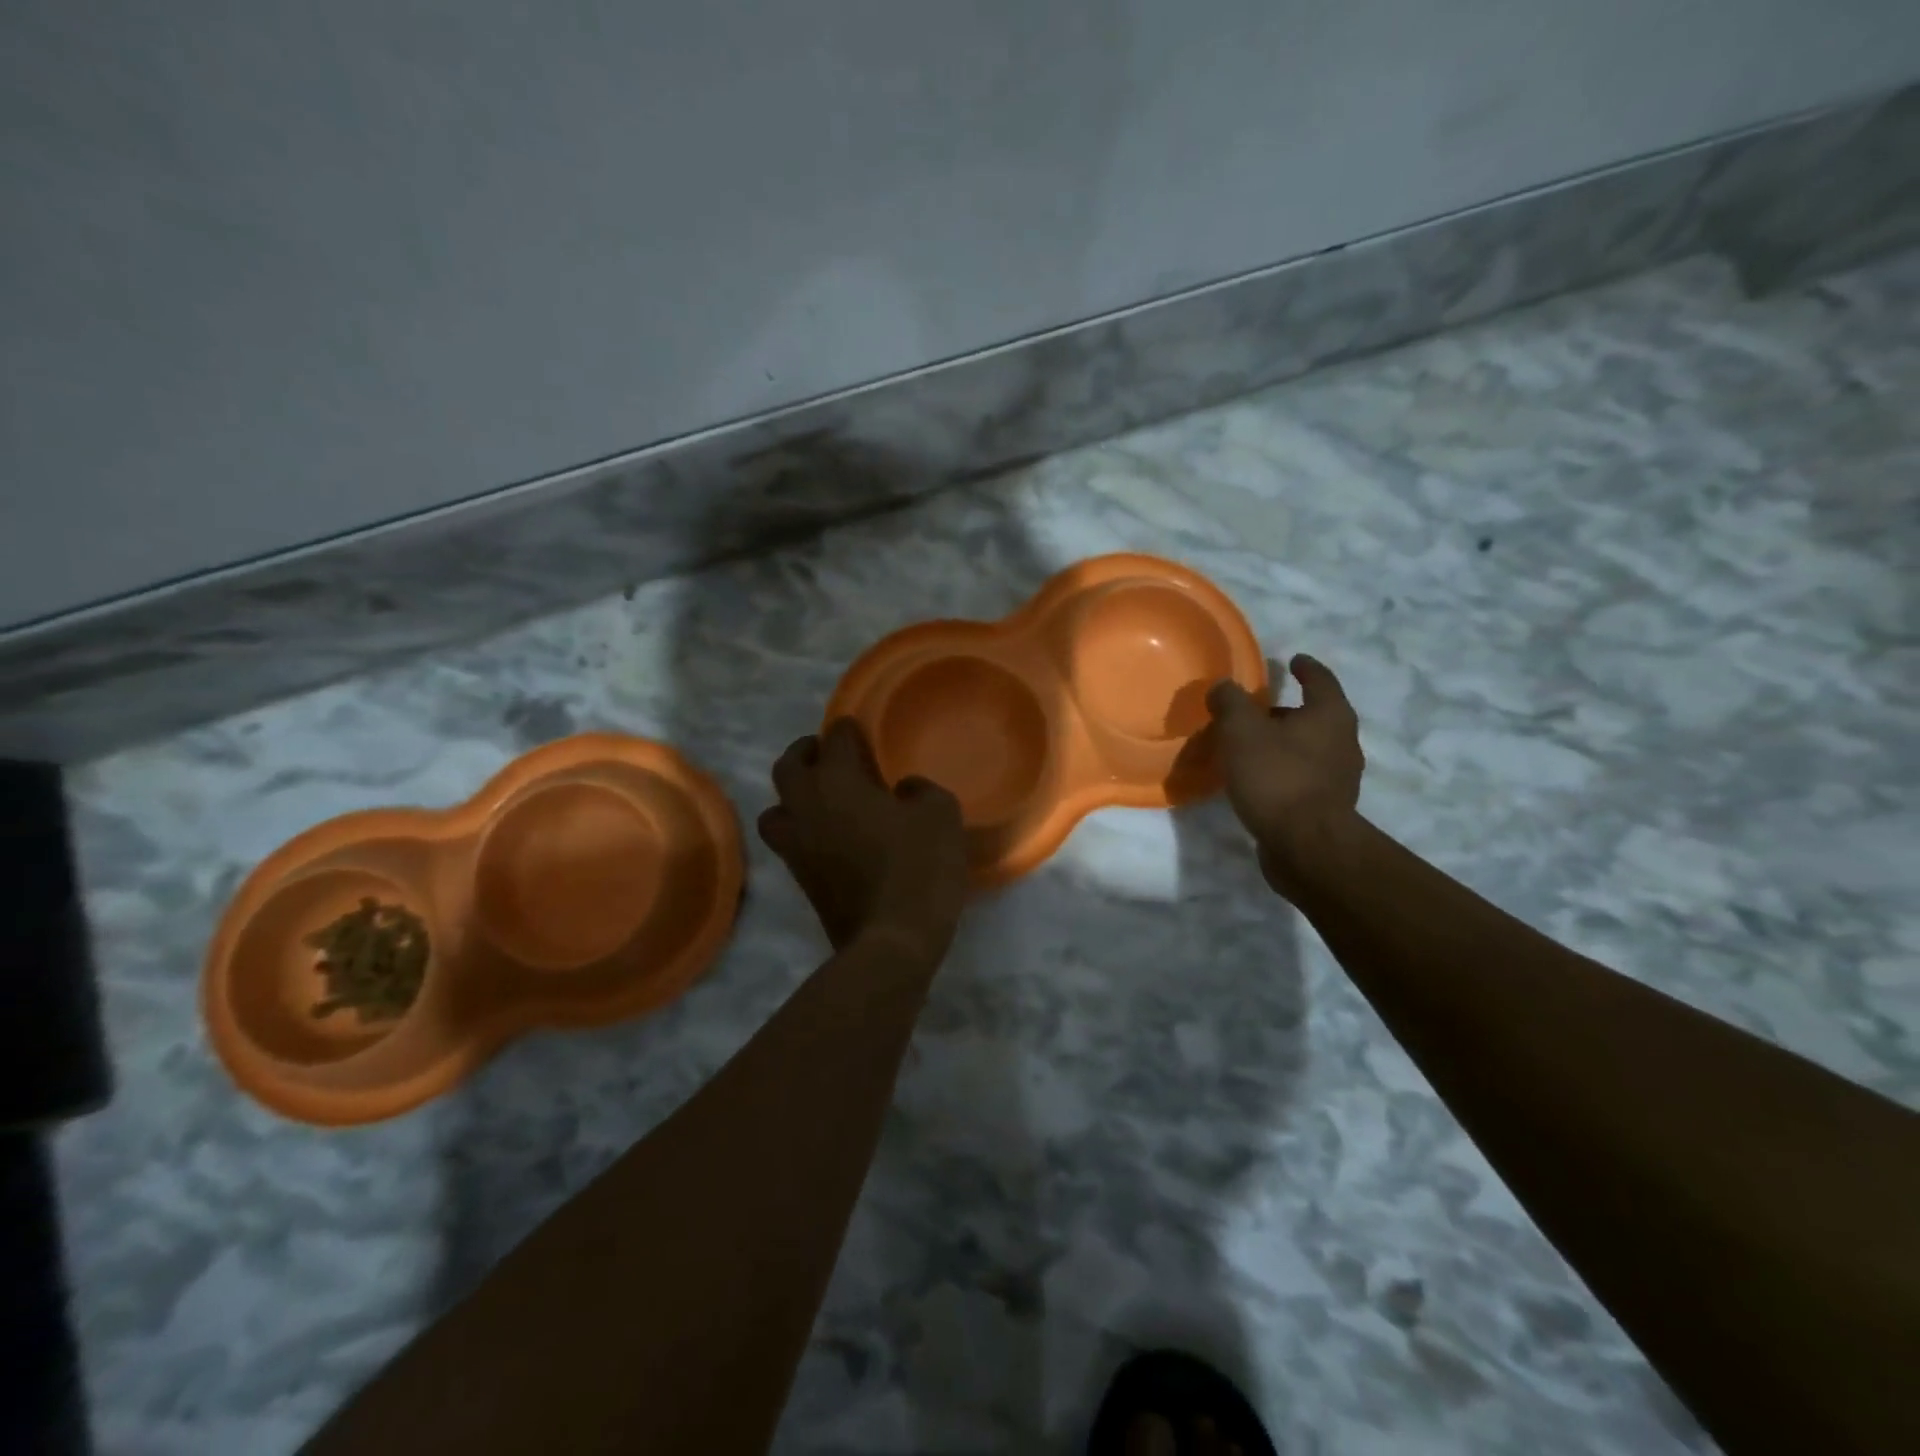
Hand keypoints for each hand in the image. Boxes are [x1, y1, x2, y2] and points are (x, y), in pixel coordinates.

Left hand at [758, 718, 968, 961]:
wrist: (892, 941)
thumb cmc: (918, 866)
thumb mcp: (940, 814)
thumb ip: (921, 790)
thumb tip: (903, 790)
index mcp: (837, 781)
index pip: (834, 739)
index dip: (847, 730)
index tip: (858, 729)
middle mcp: (806, 807)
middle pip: (788, 766)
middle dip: (806, 752)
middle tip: (828, 754)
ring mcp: (796, 846)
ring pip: (776, 808)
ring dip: (793, 796)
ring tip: (819, 799)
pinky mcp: (800, 879)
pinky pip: (788, 841)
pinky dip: (800, 829)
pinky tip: (829, 835)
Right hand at [1206, 654, 1363, 893]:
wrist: (1306, 846)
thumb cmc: (1276, 777)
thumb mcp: (1241, 730)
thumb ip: (1230, 702)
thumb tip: (1223, 687)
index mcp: (1330, 715)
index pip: (1320, 680)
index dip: (1305, 668)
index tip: (1293, 660)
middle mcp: (1343, 742)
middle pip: (1314, 717)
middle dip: (1286, 712)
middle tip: (1254, 711)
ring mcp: (1340, 779)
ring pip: (1308, 749)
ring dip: (1283, 744)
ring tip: (1249, 748)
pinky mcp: (1328, 808)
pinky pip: (1302, 778)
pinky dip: (1282, 771)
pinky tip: (1257, 781)